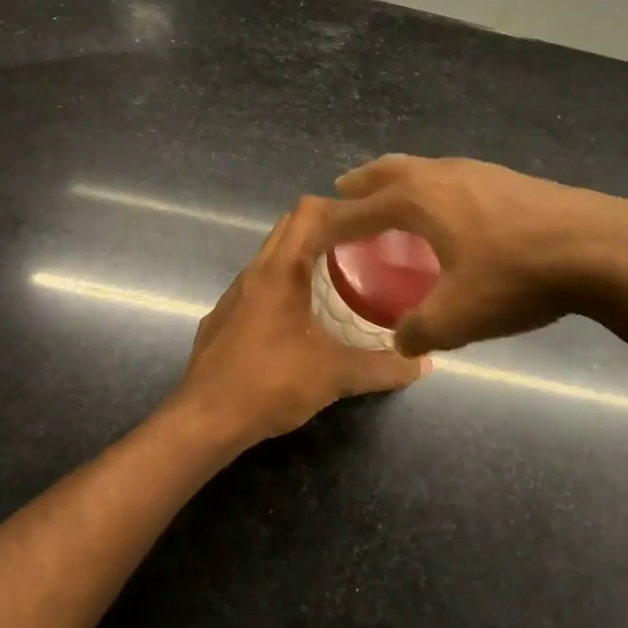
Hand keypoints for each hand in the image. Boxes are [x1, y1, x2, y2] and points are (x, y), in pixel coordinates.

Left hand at [173, 196, 429, 448]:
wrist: (204, 420)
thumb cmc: (271, 383)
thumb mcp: (335, 375)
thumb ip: (383, 367)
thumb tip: (422, 364)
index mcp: (279, 270)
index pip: (308, 211)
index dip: (340, 207)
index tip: (371, 224)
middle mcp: (253, 272)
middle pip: (289, 228)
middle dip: (325, 230)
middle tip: (362, 249)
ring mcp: (233, 296)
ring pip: (271, 258)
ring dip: (302, 259)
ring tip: (337, 281)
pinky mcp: (222, 319)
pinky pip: (258, 287)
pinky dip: (282, 287)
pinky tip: (300, 321)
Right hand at [320, 154, 627, 354]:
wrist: (599, 247)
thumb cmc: (516, 276)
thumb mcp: (458, 316)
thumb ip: (419, 331)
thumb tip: (401, 342)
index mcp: (417, 200)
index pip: (358, 210)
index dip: (331, 224)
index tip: (311, 232)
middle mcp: (440, 174)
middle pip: (388, 171)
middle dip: (362, 183)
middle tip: (344, 191)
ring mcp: (477, 171)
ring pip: (423, 169)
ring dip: (399, 182)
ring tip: (394, 201)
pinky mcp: (507, 179)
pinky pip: (452, 178)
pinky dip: (433, 189)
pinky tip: (451, 213)